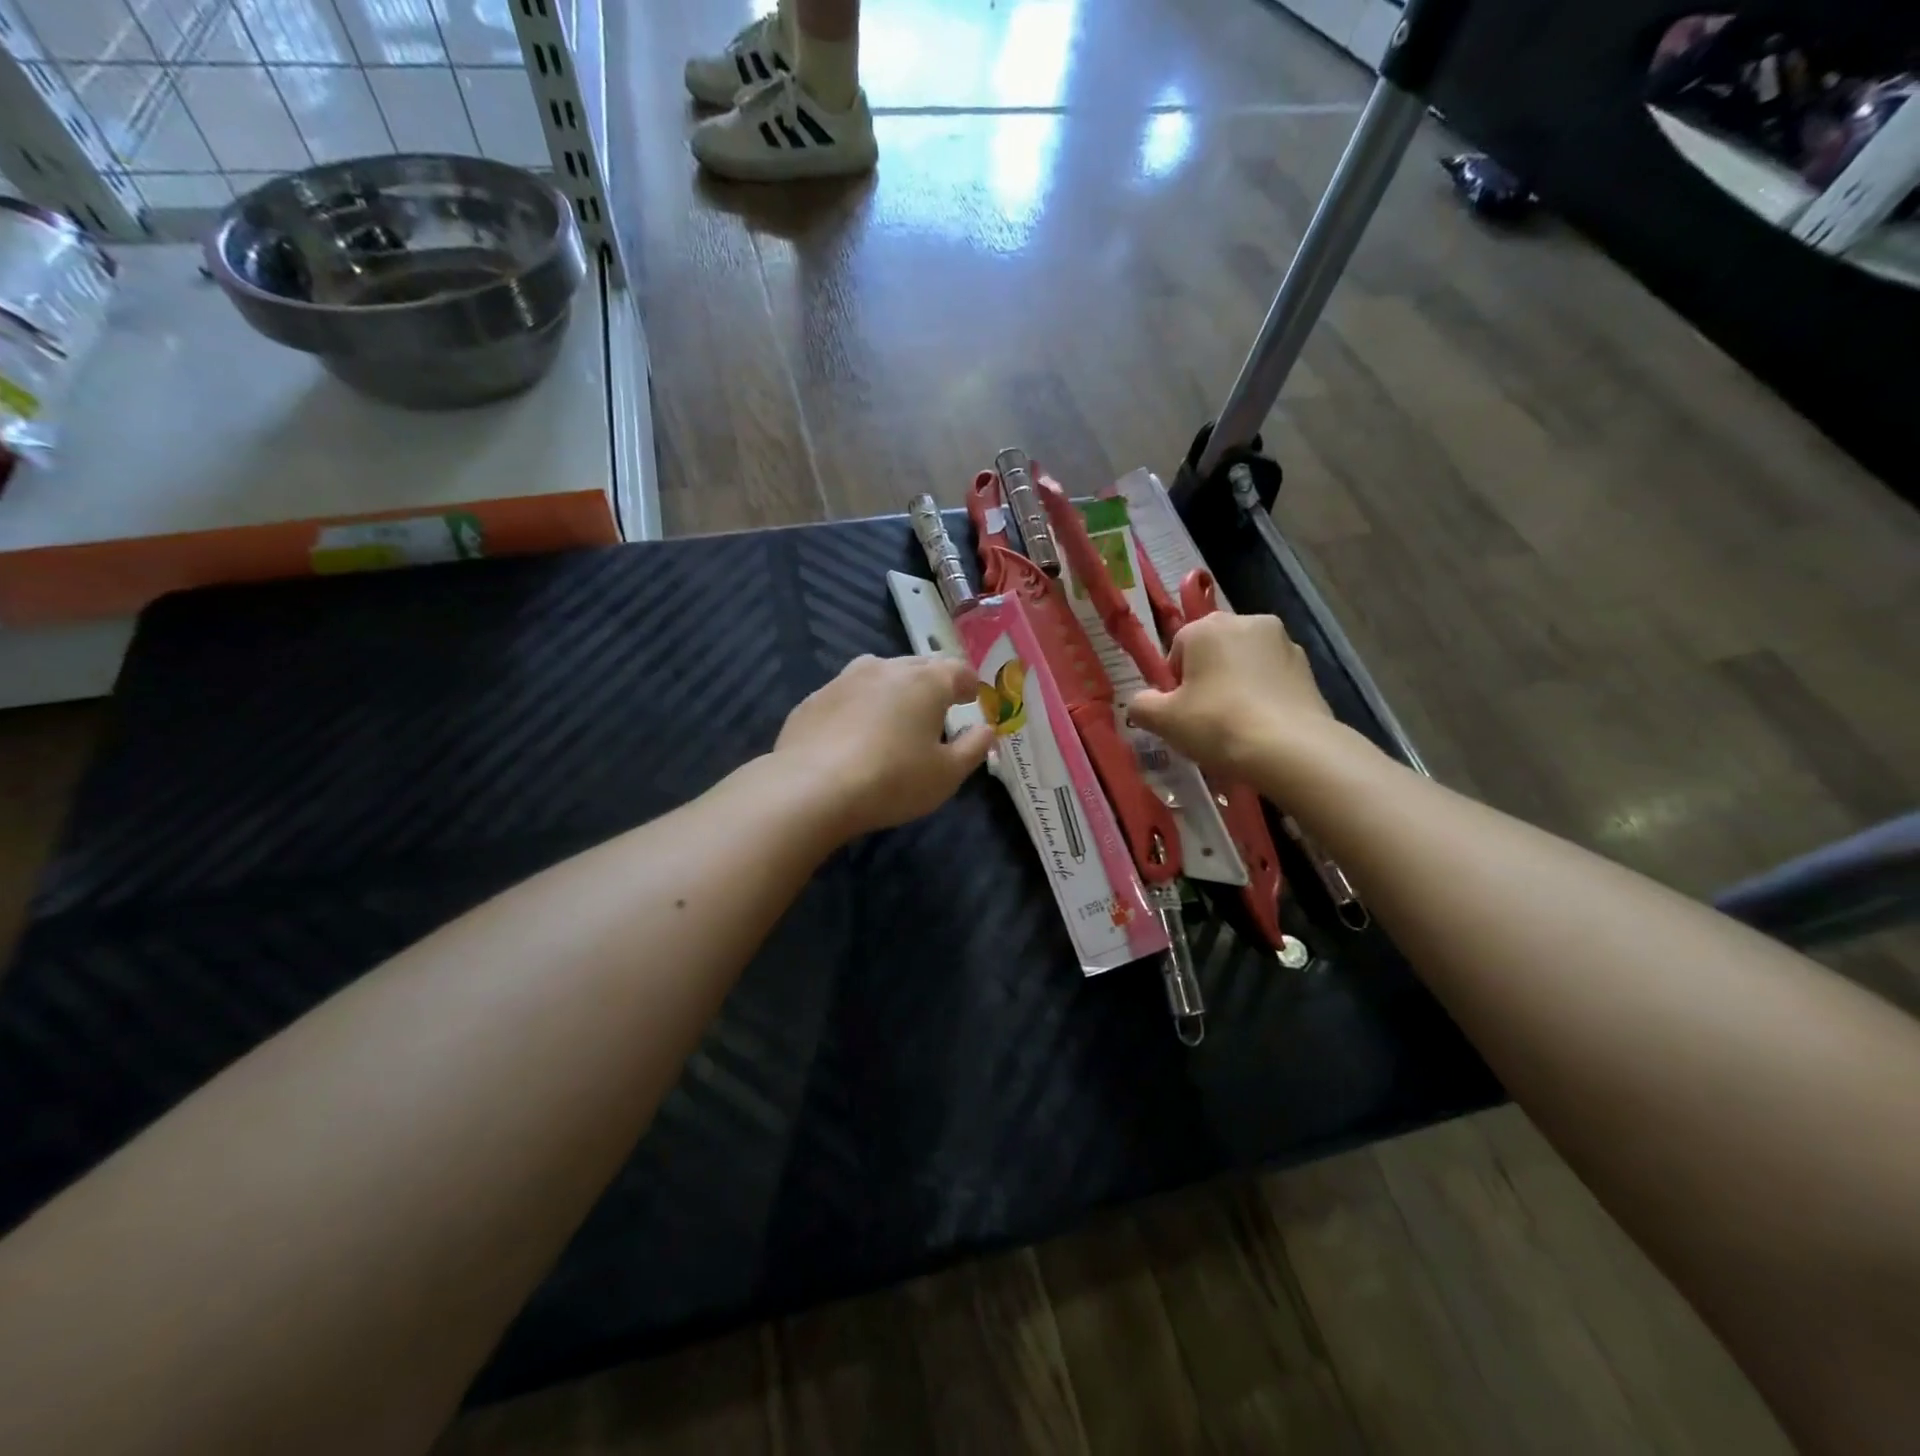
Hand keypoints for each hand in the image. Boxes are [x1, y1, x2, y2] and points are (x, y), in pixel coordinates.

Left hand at [775, 655, 993, 838]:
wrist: (812, 788)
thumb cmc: (893, 781)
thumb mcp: (947, 774)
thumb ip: (973, 747)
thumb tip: (986, 729)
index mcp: (925, 682)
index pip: (957, 670)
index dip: (969, 683)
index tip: (972, 698)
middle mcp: (885, 669)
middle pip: (918, 666)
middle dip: (932, 683)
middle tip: (937, 708)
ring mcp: (844, 680)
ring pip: (879, 673)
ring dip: (893, 689)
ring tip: (895, 715)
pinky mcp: (813, 699)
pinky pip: (847, 694)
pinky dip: (859, 705)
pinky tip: (854, 733)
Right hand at [1127, 614, 1336, 779]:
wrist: (1291, 749)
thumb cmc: (1217, 724)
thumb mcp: (1163, 720)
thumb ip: (1141, 705)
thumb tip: (1142, 702)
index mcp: (1207, 627)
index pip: (1177, 648)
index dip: (1174, 682)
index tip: (1179, 711)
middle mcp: (1246, 622)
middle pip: (1214, 650)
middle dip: (1207, 677)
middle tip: (1204, 717)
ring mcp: (1283, 642)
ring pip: (1245, 663)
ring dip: (1236, 684)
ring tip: (1236, 724)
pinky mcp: (1308, 667)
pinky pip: (1272, 678)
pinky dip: (1264, 695)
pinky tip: (1261, 726)